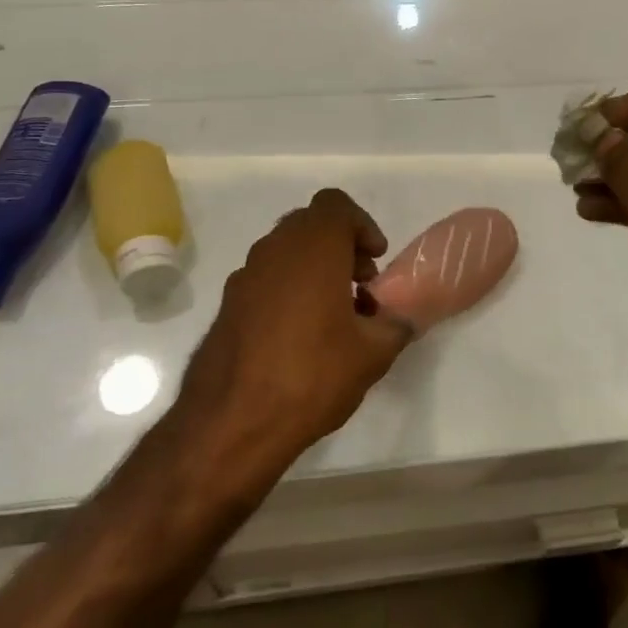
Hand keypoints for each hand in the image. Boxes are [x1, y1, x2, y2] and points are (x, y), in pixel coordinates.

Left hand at [174, 189, 410, 478]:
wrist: (232, 422)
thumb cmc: (312, 375)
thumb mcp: (373, 354)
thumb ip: (394, 325)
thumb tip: (400, 318)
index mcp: (313, 247)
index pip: (336, 205)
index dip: (361, 225)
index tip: (374, 260)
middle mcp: (275, 249)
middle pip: (311, 225)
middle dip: (340, 246)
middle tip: (360, 285)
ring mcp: (245, 276)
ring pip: (286, 252)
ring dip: (313, 268)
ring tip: (334, 315)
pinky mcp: (228, 304)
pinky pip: (266, 279)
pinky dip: (287, 289)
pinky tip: (299, 335)